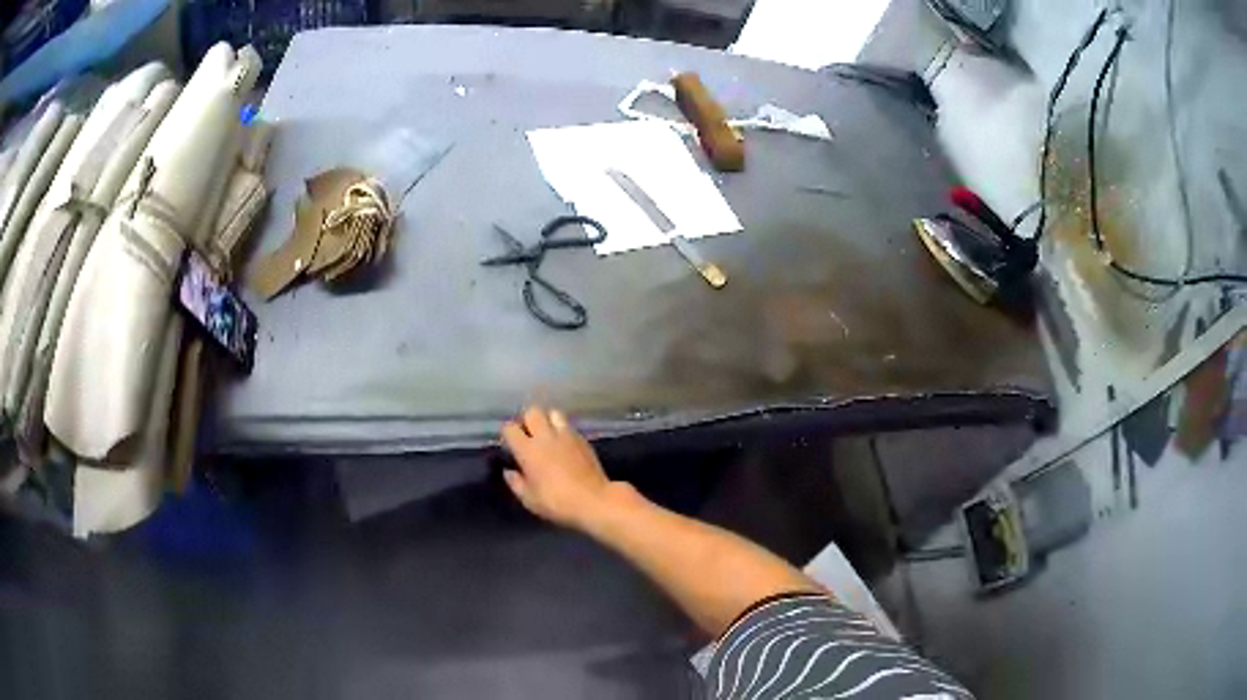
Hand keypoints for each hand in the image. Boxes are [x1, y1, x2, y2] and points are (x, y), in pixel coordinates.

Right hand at [501, 406, 616, 528]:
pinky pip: (569, 425)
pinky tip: (564, 444)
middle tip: (529, 434)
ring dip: (548, 420)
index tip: (510, 444)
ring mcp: (566, 435)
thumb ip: (516, 483)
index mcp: (528, 450)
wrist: (593, 500)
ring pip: (553, 412)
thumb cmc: (557, 502)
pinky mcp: (582, 438)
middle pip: (532, 411)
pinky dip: (563, 429)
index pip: (510, 428)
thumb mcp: (529, 499)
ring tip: (547, 434)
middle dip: (528, 420)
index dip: (508, 433)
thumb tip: (509, 471)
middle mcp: (545, 436)